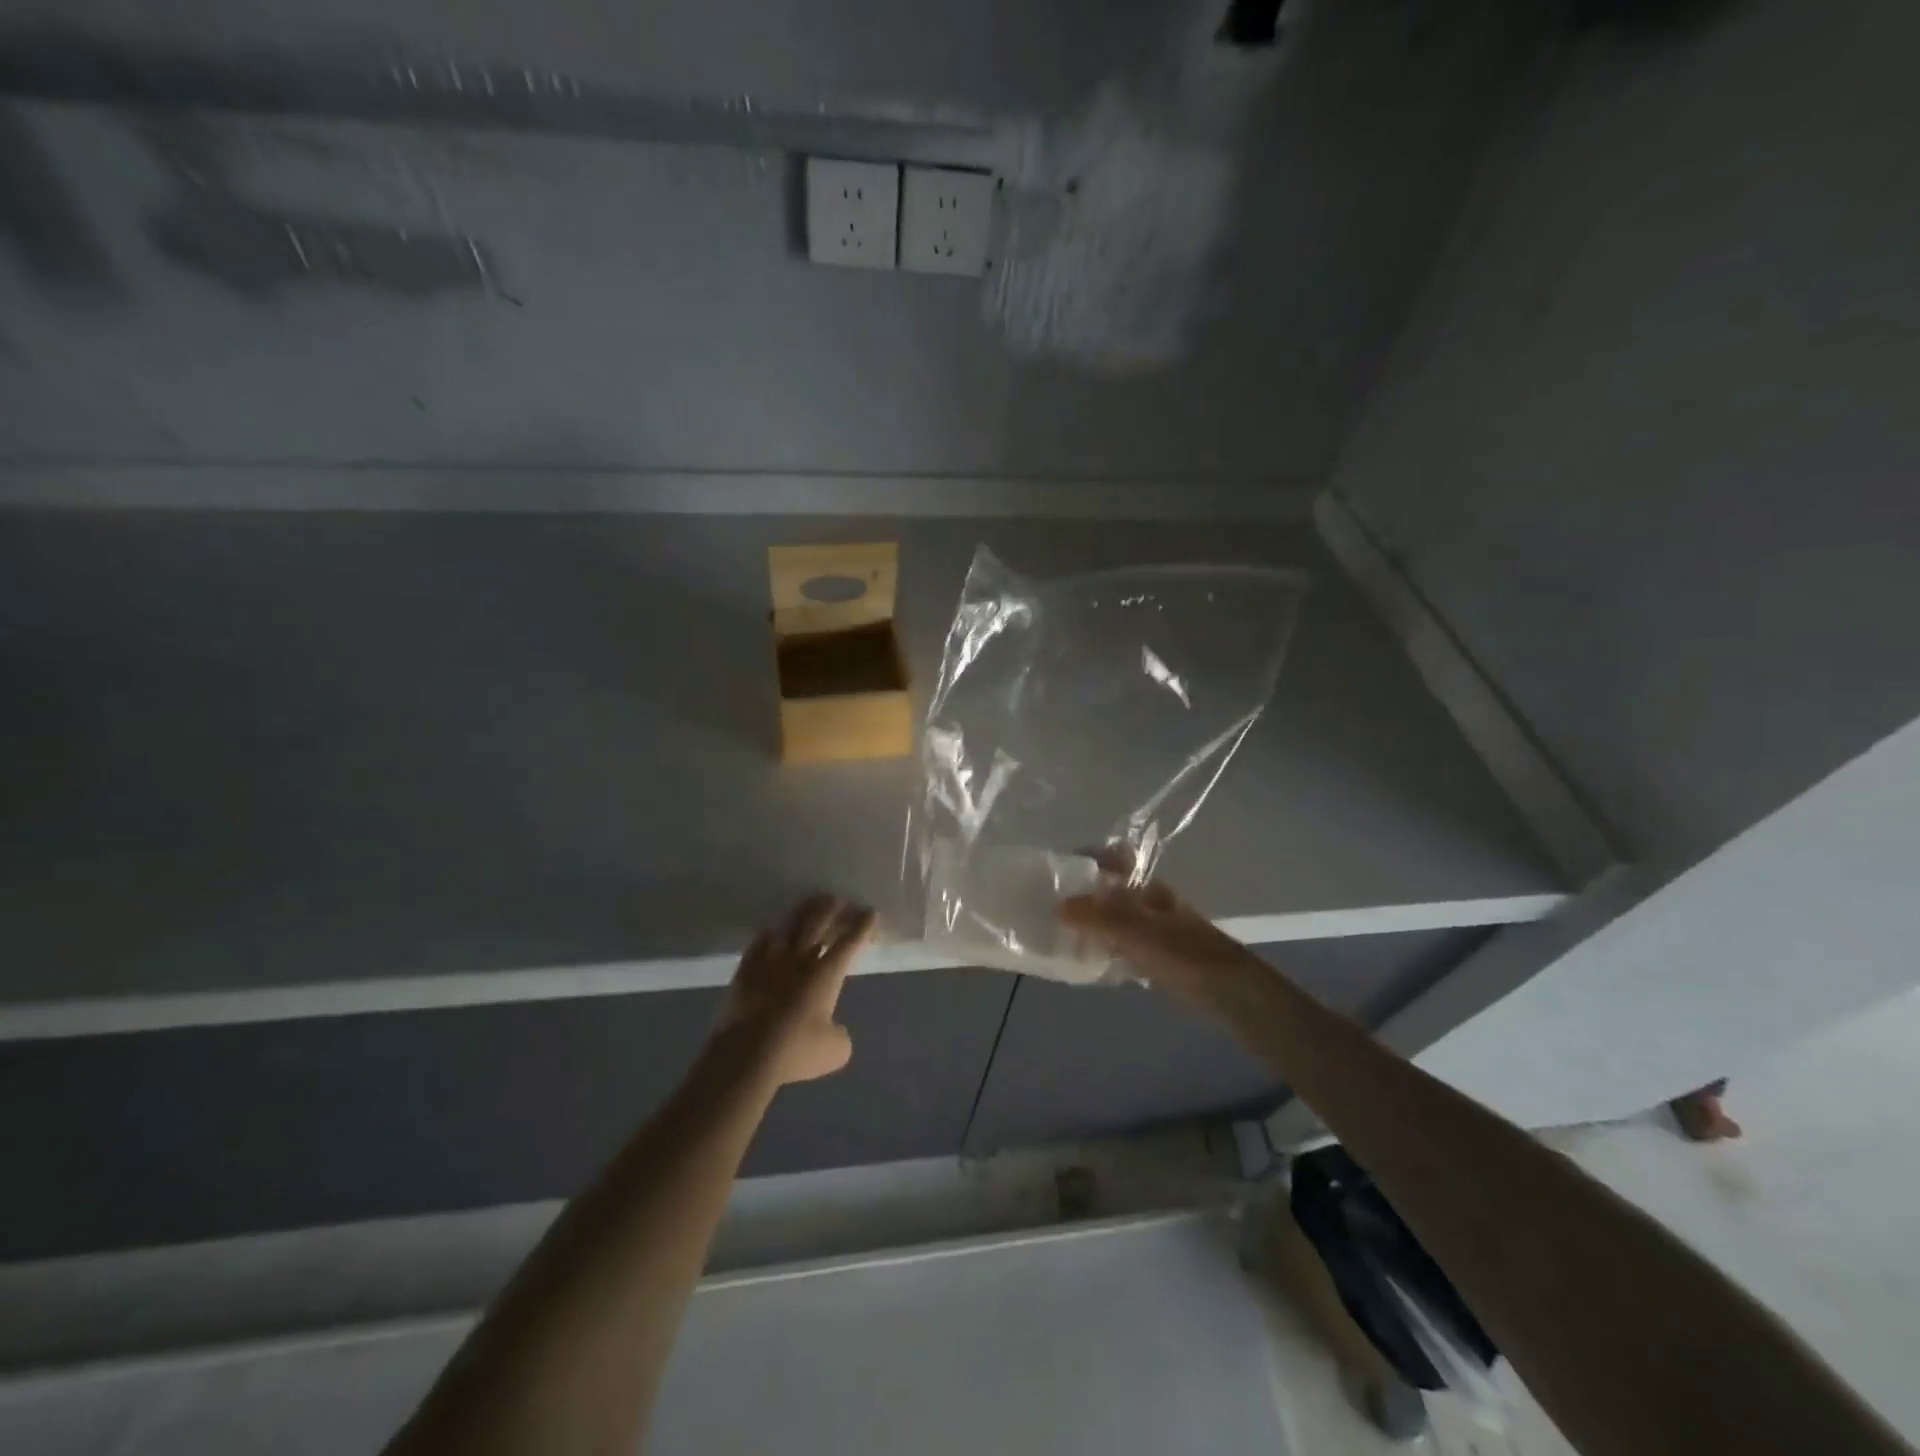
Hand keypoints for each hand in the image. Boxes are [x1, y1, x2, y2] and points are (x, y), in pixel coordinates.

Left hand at [717, 895, 875, 1085]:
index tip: (870, 912)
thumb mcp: (834, 1051)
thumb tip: (835, 1031)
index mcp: (826, 974)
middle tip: (839, 899)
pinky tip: (771, 930)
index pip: (849, 942)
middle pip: (818, 924)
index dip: (862, 926)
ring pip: (789, 927)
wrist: (746, 1054)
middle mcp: (800, 959)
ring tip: (810, 902)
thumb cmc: (796, 1050)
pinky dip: (768, 935)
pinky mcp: (746, 971)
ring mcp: (770, 962)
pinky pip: (758, 944)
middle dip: (832, 909)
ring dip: (802, 912)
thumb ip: (840, 1036)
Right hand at [1058, 873, 1259, 1012]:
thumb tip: (1058, 905)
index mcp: (1148, 886)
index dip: (1090, 857)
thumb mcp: (1135, 930)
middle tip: (1051, 904)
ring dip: (1092, 923)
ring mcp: (1155, 930)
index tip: (1060, 868)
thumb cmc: (1182, 951)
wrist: (1226, 990)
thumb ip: (1096, 916)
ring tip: (1060, 933)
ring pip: (1116, 919)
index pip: (1116, 857)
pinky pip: (1122, 946)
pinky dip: (1105, 949)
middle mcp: (1151, 902)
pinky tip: (1088, 962)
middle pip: (1113, 889)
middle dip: (1084, 893)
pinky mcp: (1157, 957)